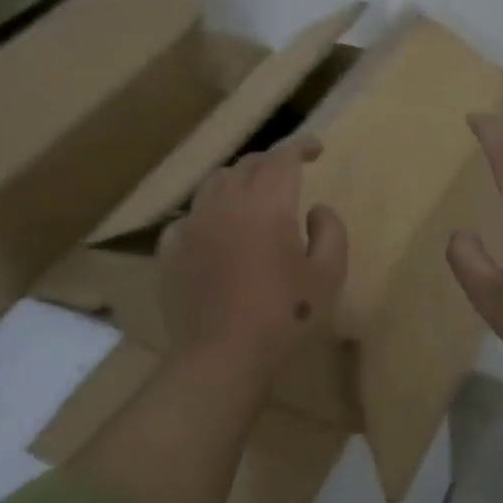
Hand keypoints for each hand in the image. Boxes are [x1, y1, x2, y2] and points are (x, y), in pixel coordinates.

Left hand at [159, 135, 348, 384]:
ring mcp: (192, 225)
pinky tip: (215, 232)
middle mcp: (226, 202)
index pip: (282, 156)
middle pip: (247, 165)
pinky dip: (208, 214)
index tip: (315, 149)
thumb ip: (331, 231)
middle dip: (271, 163)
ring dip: (238, 182)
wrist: (222, 357)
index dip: (300, 145)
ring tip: (252, 198)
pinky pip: (189, 217)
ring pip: (214, 184)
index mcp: (267, 203)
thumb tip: (316, 209)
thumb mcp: (329, 275)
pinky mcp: (171, 251)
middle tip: (288, 175)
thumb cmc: (285, 316)